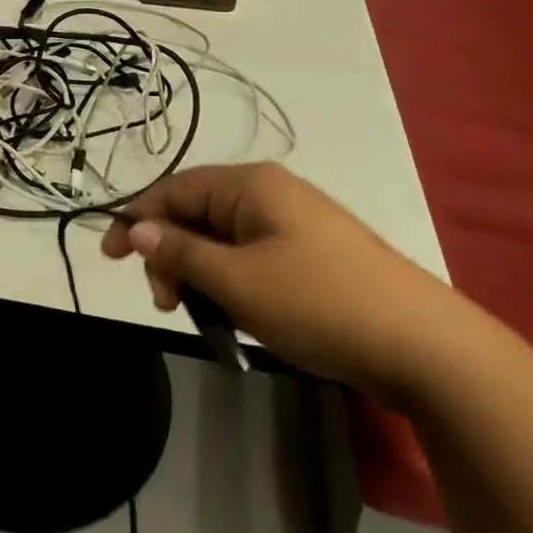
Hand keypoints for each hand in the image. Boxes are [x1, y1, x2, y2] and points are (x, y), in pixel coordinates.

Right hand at [102, 162, 462, 406]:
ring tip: (202, 316)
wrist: (424, 347)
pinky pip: (251, 258)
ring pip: (222, 240)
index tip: (108, 258)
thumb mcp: (236, 281)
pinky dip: (231, 283)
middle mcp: (270, 194)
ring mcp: (294, 225)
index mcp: (250, 185)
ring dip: (199, 274)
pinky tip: (236, 315)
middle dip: (170, 254)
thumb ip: (179, 252)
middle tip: (165, 303)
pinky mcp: (312, 256)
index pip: (174, 189)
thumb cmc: (319, 303)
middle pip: (197, 213)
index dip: (135, 219)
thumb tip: (136, 229)